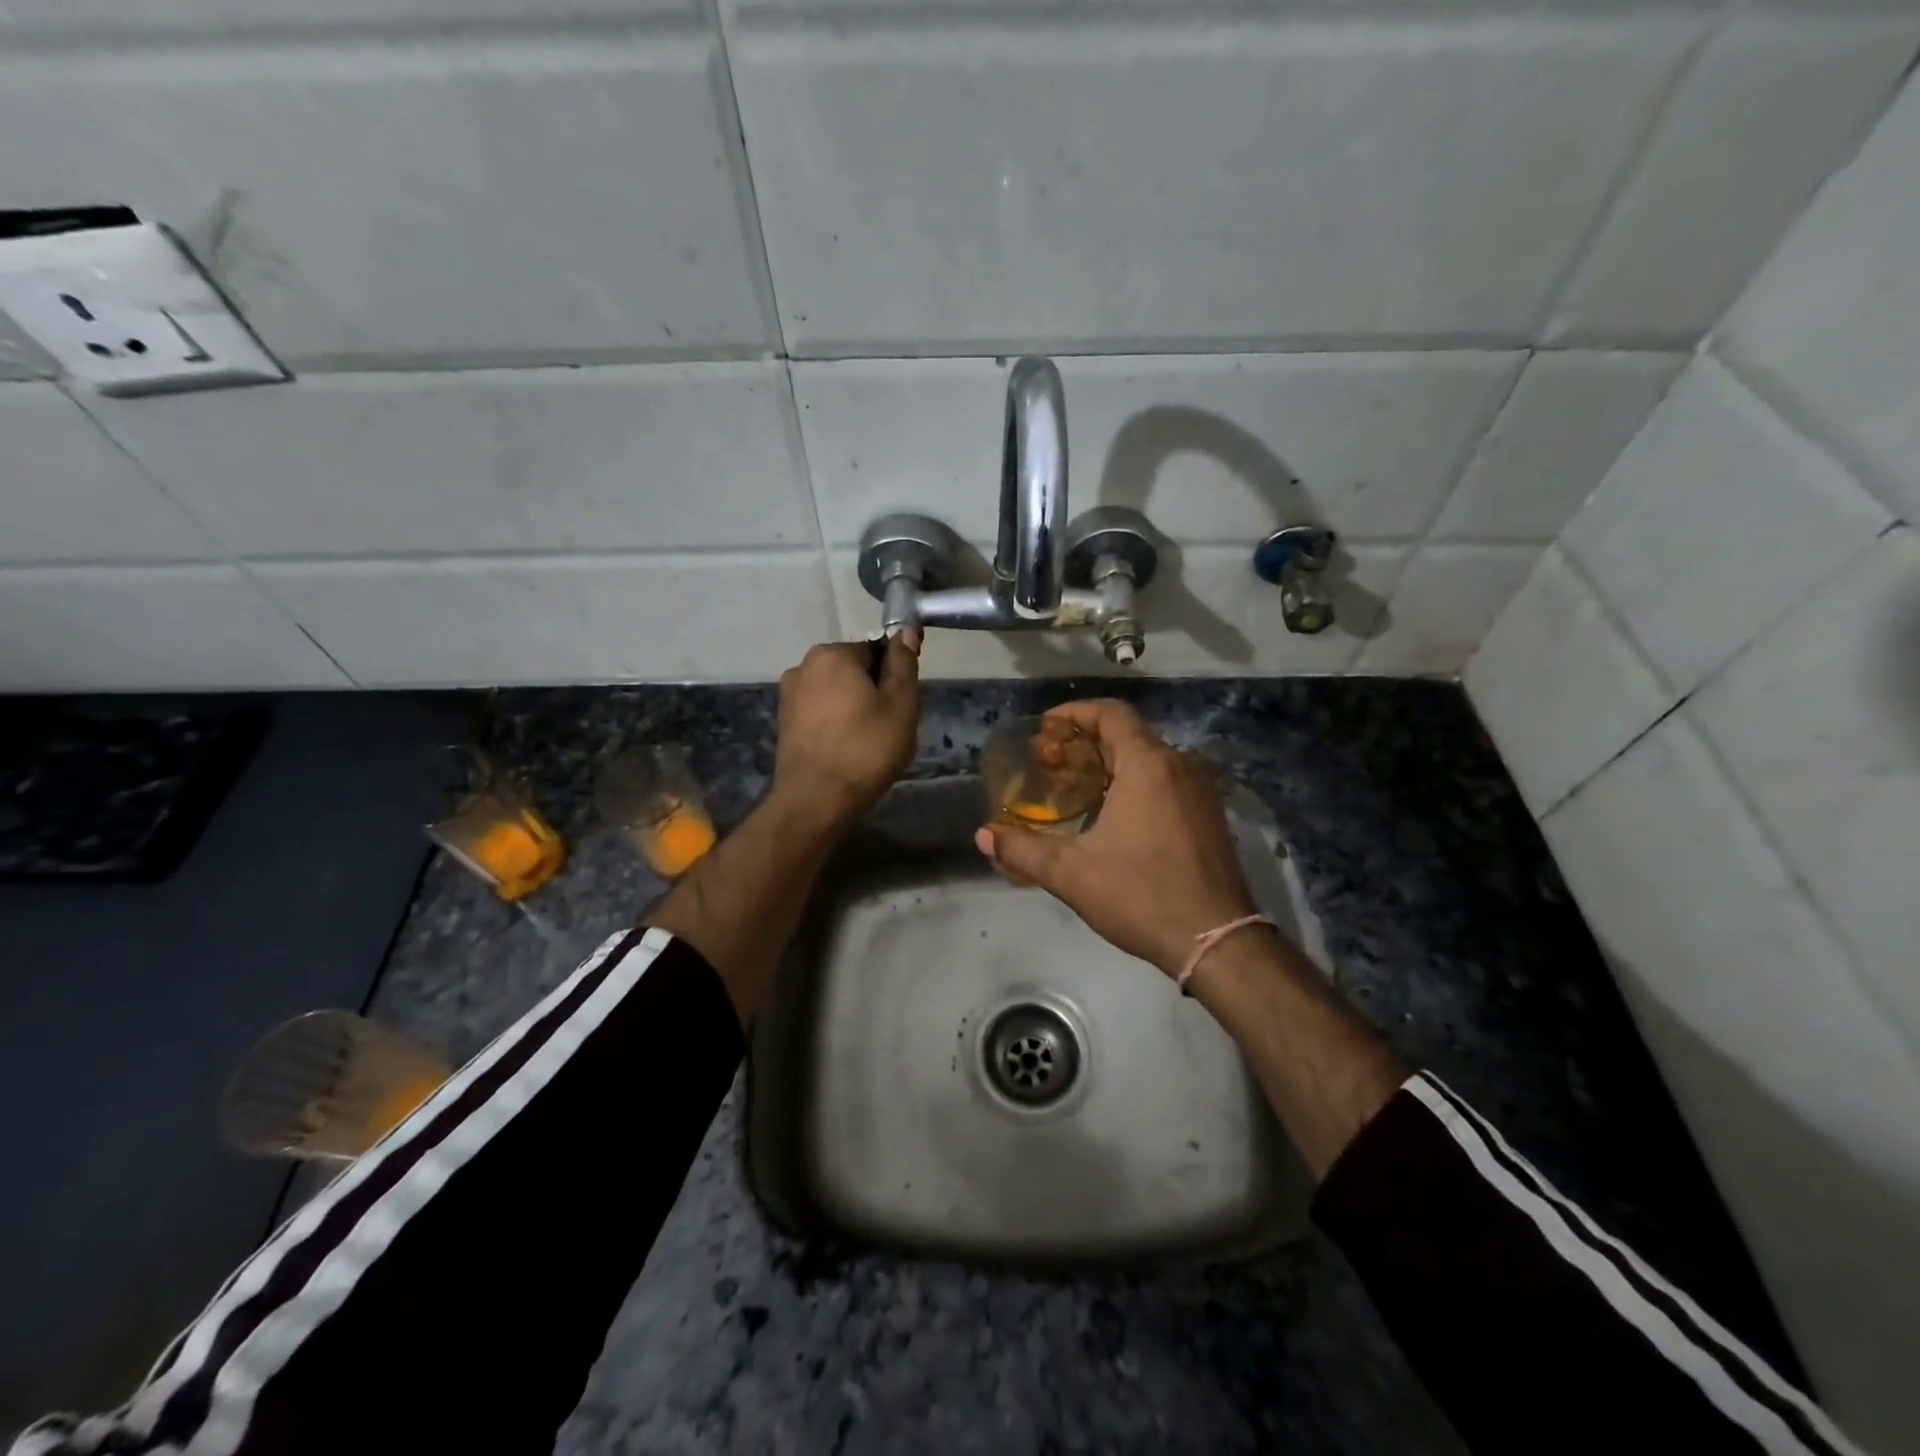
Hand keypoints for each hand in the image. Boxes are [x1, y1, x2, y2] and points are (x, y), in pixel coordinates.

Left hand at [771, 632, 921, 829]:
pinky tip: (846, 749)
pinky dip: (835, 723)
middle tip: (888, 726)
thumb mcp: (900, 705)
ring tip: (867, 741)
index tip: (901, 705)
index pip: (875, 650)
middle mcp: (804, 665)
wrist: (816, 800)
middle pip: (853, 669)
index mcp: (832, 654)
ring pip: (836, 692)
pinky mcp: (783, 720)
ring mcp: (789, 694)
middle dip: (872, 691)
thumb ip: (903, 664)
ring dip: (854, 708)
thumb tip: (905, 630)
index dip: (893, 676)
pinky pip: (820, 711)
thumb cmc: (866, 750)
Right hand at [975, 699, 1258, 977]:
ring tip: (1074, 784)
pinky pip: (1166, 779)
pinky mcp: (1210, 815)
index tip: (1044, 730)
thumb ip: (1023, 850)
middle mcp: (1179, 765)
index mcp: (1148, 765)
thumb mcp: (1072, 873)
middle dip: (1084, 741)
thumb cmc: (1141, 896)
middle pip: (1127, 733)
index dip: (1074, 714)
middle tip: (1048, 761)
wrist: (1216, 941)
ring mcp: (1200, 790)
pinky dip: (1134, 780)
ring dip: (1109, 761)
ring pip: (1148, 757)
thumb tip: (984, 836)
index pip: (1110, 714)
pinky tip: (1111, 812)